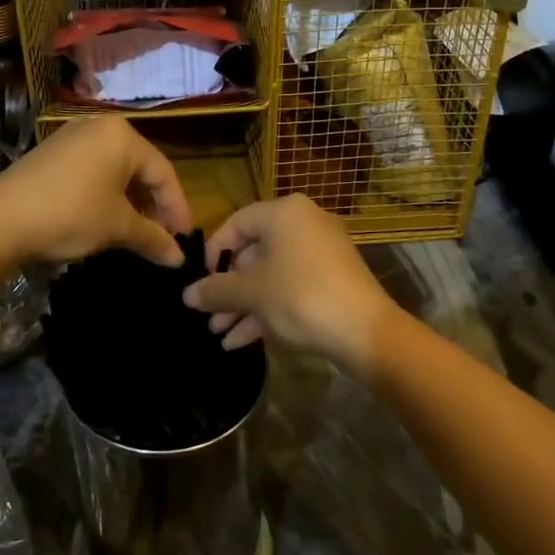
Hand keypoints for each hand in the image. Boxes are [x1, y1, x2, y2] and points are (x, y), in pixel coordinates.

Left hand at [0, 115, 189, 267]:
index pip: (163, 173)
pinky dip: (106, 196)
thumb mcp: (117, 227)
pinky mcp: (52, 154)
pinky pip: (93, 172)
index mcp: (122, 136)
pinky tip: (108, 220)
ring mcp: (72, 138)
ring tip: (138, 234)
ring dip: (131, 203)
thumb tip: (178, 259)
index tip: (184, 239)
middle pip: (140, 169)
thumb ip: (153, 238)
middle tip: (163, 238)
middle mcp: (99, 128)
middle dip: (153, 206)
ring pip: (116, 171)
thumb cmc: (70, 215)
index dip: (177, 209)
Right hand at [181, 194, 398, 374]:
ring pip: (271, 274)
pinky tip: (240, 342)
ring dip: (244, 304)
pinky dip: (267, 309)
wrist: (366, 332)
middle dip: (228, 288)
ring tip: (218, 333)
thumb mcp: (252, 293)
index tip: (200, 281)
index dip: (214, 252)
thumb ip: (216, 290)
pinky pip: (290, 287)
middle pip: (254, 252)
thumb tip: (187, 294)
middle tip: (207, 314)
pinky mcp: (331, 280)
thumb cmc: (301, 297)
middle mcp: (304, 224)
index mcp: (285, 213)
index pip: (236, 223)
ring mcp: (321, 253)